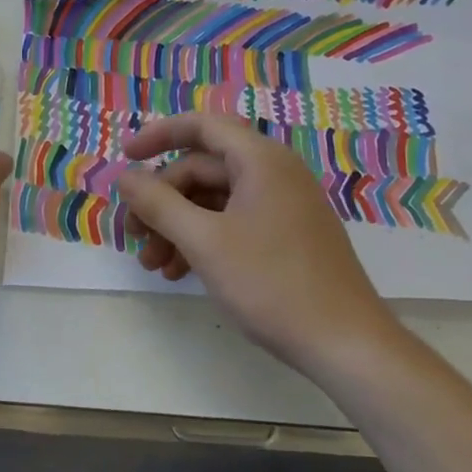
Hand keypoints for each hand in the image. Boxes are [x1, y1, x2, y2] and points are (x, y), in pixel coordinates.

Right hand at [116, 114, 393, 369]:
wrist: (346, 345)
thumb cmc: (272, 284)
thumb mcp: (204, 242)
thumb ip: (158, 204)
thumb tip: (124, 177)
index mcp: (260, 160)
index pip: (201, 126)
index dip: (158, 135)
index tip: (125, 159)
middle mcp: (274, 173)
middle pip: (202, 169)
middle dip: (162, 200)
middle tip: (134, 235)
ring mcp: (283, 206)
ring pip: (214, 200)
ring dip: (177, 226)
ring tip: (153, 265)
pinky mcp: (287, 236)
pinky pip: (233, 222)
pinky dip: (202, 240)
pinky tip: (180, 272)